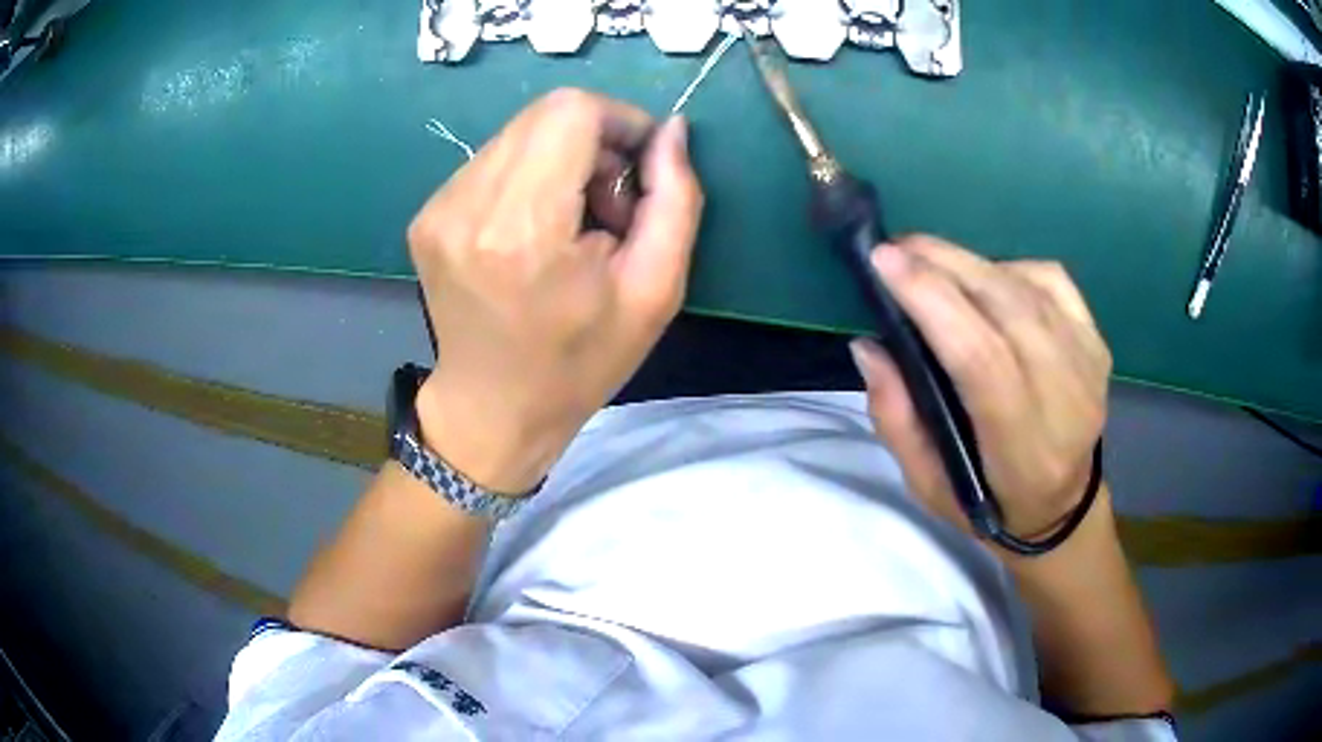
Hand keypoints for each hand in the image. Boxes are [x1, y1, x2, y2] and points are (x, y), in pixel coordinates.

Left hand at [406, 89, 702, 493]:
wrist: (493, 409)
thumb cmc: (579, 362)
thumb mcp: (655, 291)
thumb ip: (675, 199)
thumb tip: (672, 130)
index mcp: (523, 228)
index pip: (570, 111)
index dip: (619, 121)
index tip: (640, 169)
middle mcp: (467, 204)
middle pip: (545, 114)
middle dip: (594, 143)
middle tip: (608, 206)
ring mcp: (438, 208)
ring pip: (520, 134)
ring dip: (561, 161)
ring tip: (572, 225)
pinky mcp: (427, 214)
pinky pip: (494, 161)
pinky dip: (529, 178)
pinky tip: (536, 230)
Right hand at [850, 236, 1110, 539]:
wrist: (1061, 506)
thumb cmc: (989, 502)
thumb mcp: (927, 484)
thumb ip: (895, 417)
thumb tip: (870, 344)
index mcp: (1021, 448)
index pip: (981, 358)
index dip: (933, 301)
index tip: (884, 261)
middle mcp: (1066, 398)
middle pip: (1007, 307)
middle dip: (945, 265)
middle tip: (897, 247)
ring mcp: (1088, 362)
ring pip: (1027, 285)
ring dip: (970, 261)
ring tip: (928, 257)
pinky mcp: (1096, 340)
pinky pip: (1051, 279)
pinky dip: (1009, 266)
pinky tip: (985, 277)